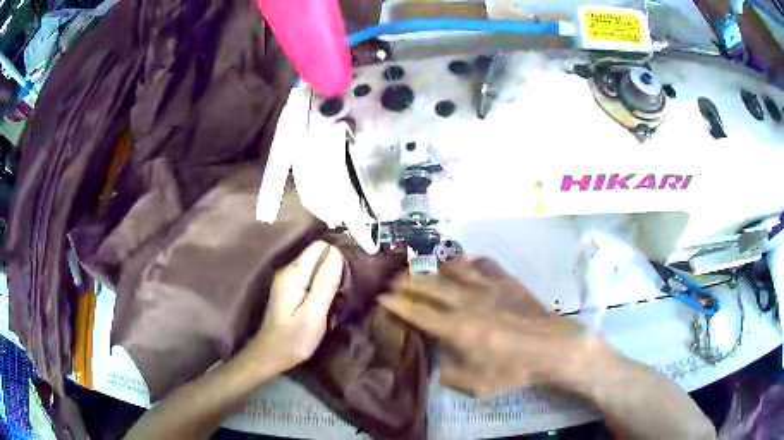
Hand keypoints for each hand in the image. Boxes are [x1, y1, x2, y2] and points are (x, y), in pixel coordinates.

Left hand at [250, 241, 343, 371]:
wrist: (272, 355)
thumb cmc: (294, 339)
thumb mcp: (314, 314)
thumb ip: (325, 283)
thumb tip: (337, 253)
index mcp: (293, 273)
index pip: (320, 247)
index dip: (338, 256)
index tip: (351, 274)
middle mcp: (288, 269)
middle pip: (318, 253)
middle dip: (335, 265)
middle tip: (348, 287)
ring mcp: (288, 279)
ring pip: (316, 264)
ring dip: (331, 274)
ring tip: (342, 292)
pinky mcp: (291, 288)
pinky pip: (312, 275)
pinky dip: (323, 282)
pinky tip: (330, 297)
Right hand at [379, 258, 606, 396]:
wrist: (552, 348)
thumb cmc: (513, 370)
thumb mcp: (474, 384)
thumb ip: (447, 368)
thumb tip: (436, 352)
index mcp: (456, 328)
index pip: (416, 312)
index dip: (395, 304)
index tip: (380, 298)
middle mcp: (466, 301)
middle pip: (428, 285)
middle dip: (405, 281)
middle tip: (392, 280)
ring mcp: (487, 285)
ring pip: (451, 269)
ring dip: (432, 269)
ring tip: (422, 271)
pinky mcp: (504, 279)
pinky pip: (480, 262)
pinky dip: (467, 263)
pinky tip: (463, 267)